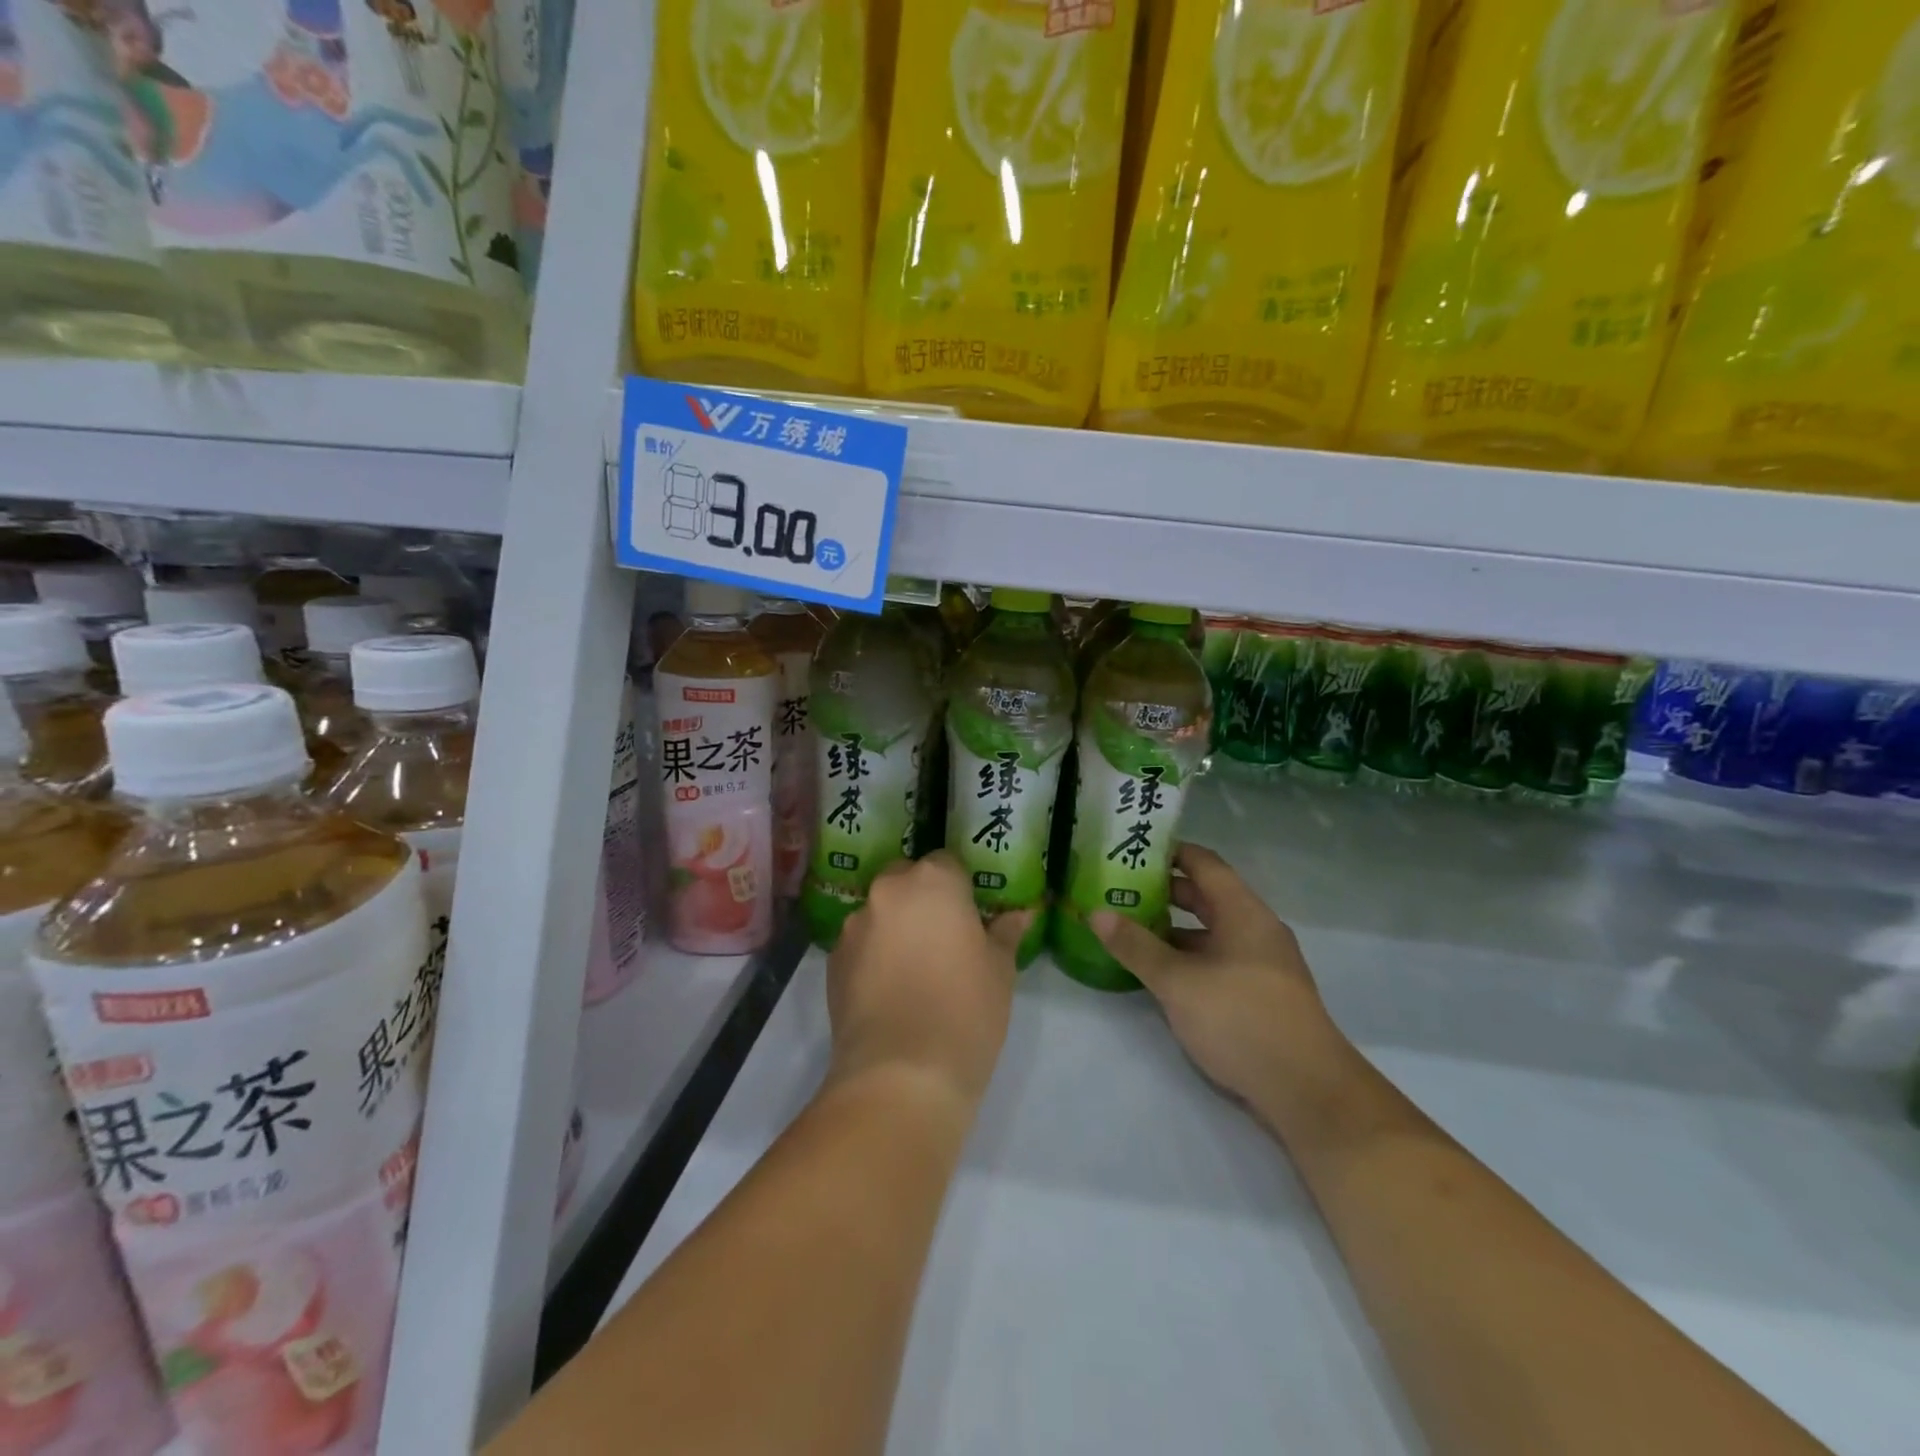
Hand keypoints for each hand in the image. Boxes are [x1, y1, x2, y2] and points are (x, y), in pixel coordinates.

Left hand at [827, 851, 1030, 1108]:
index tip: (970, 918)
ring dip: (895, 928)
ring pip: (880, 913)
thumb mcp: (1000, 971)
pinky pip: (860, 945)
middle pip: (907, 881)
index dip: (960, 889)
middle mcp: (888, 892)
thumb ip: (1005, 934)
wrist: (902, 1075)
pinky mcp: (832, 961)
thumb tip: (1019, 915)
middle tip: (943, 939)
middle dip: (922, 901)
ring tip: (913, 971)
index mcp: (933, 882)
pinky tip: (889, 991)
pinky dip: (873, 956)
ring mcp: (855, 926)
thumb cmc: (966, 1011)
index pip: (947, 864)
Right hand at [1091, 843, 1352, 1130]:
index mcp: (1243, 912)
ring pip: (1211, 931)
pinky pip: (1218, 959)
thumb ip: (1136, 946)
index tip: (1131, 850)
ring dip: (1173, 928)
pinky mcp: (1260, 994)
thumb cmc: (1241, 1020)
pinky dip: (1188, 956)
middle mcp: (1256, 929)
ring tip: (1130, 929)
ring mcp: (1261, 963)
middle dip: (1164, 891)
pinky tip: (1159, 972)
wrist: (1308, 1092)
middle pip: (1206, 895)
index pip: (1204, 863)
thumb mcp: (1177, 982)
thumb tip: (1095, 913)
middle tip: (1119, 889)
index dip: (1169, 852)